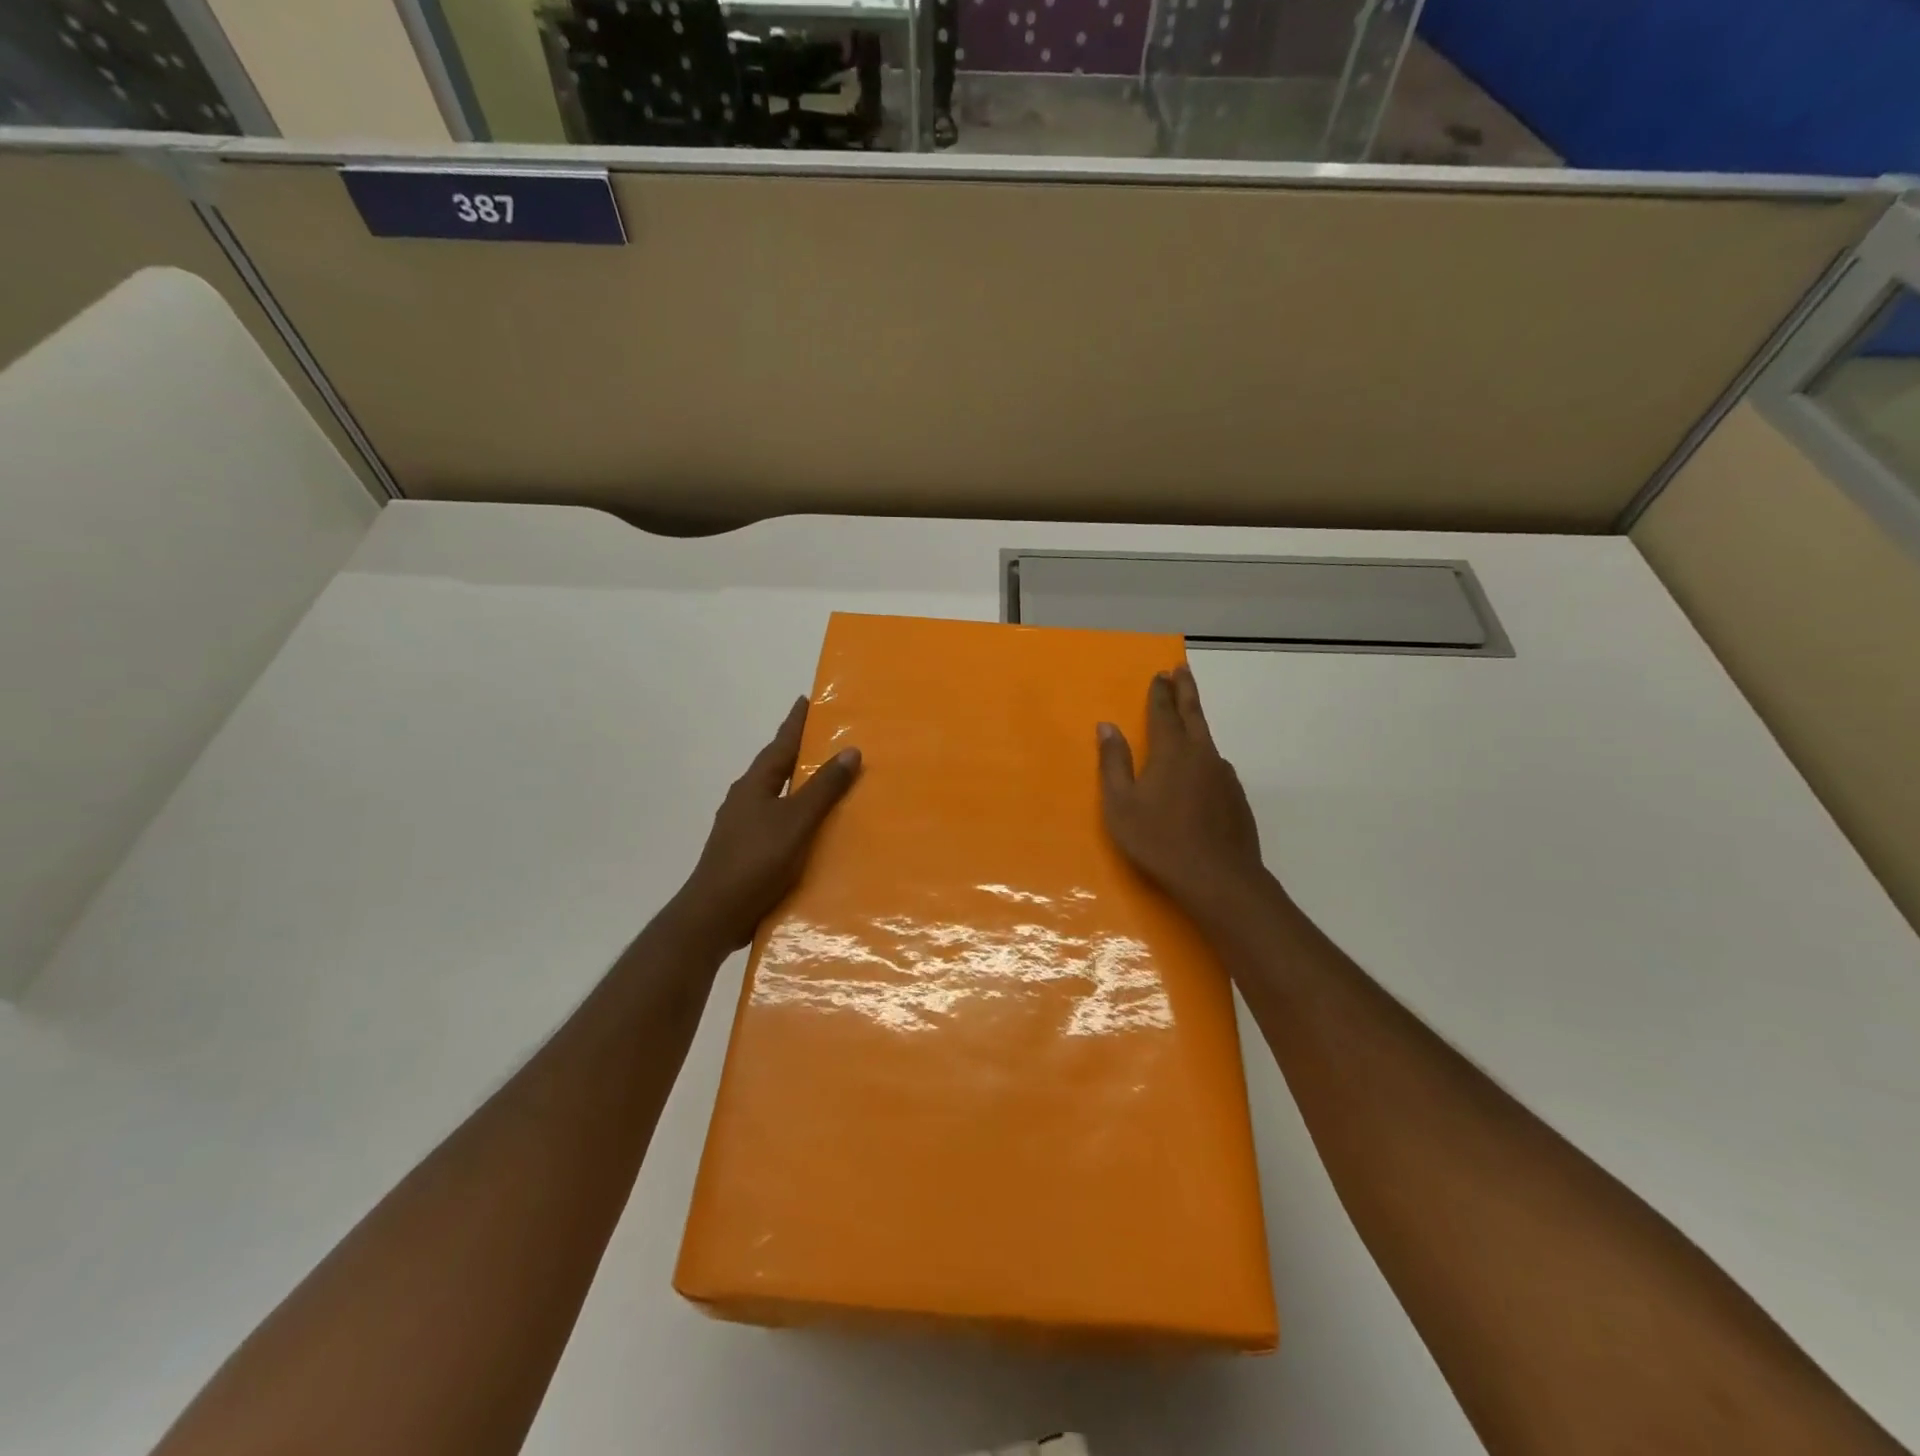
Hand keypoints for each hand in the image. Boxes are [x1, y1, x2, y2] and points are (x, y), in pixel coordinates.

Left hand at [669, 697, 860, 953]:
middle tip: (828, 737)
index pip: (781, 744)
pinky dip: (797, 816)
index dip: (796, 722)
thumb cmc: (756, 861)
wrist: (715, 914)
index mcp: (755, 785)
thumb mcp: (796, 821)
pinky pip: (778, 823)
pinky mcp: (747, 851)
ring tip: (829, 781)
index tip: (807, 699)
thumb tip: (850, 750)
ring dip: (800, 786)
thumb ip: (824, 788)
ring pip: (777, 796)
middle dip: (800, 752)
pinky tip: (813, 829)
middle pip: (777, 767)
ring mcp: (743, 827)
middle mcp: (746, 799)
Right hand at [1098, 666, 1273, 928]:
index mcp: (1171, 752)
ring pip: (1208, 740)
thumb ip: (1114, 763)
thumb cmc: (1158, 840)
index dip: (1160, 692)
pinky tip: (1203, 771)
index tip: (1161, 673)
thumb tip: (1107, 726)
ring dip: (1197, 723)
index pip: (1164, 712)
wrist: (1218, 878)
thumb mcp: (1121, 804)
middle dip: (1186, 690)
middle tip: (1182, 669)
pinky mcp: (1237, 797)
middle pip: (1194, 713)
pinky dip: (1206, 757)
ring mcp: (1224, 776)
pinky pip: (1217, 766)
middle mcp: (1201, 755)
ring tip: (1190, 719)